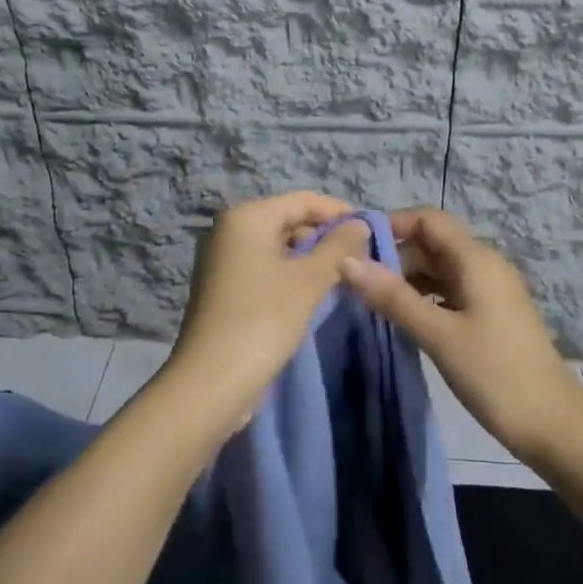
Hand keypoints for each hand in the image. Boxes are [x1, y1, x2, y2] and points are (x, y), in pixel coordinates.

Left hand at [163, 192, 370, 432]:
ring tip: (345, 276)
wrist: (211, 383)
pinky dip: (291, 274)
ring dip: (311, 257)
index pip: (302, 200)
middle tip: (362, 258)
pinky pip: (266, 268)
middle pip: (288, 220)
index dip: (339, 212)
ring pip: (278, 246)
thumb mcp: (308, 281)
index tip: (372, 231)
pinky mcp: (225, 288)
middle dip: (325, 236)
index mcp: (246, 217)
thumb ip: (338, 247)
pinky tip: (315, 293)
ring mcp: (223, 260)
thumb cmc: (262, 320)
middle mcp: (229, 230)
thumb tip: (360, 224)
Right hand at [341, 206, 582, 463]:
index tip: (352, 245)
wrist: (555, 428)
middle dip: (394, 255)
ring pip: (439, 270)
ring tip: (369, 301)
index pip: (427, 219)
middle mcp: (484, 266)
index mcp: (476, 259)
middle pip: (432, 243)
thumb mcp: (438, 335)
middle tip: (353, 280)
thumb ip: (392, 296)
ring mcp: (489, 292)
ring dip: (406, 279)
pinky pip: (450, 292)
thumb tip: (346, 260)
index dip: (391, 224)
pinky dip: (424, 298)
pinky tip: (402, 319)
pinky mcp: (490, 316)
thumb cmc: (496, 375)